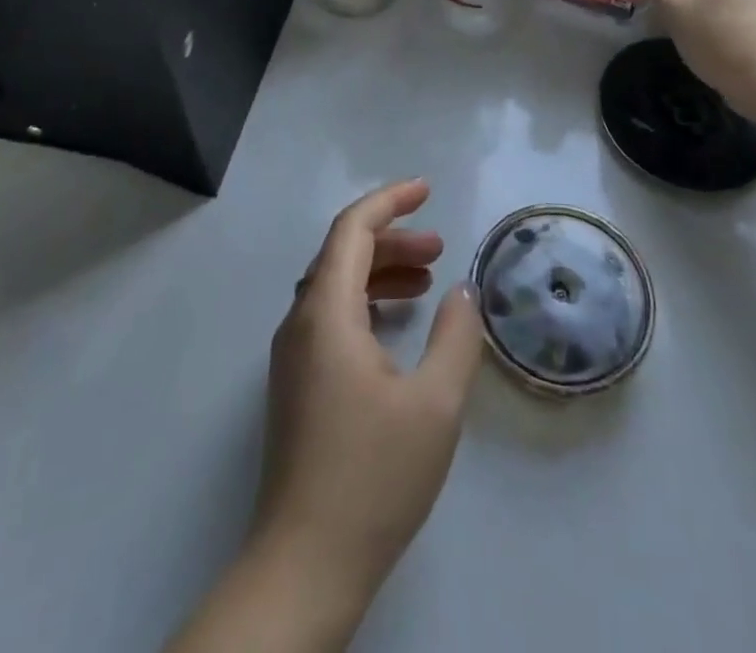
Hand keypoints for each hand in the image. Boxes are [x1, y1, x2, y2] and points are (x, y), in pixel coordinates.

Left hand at [251, 179, 483, 615]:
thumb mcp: (435, 404)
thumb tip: (462, 294)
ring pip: (336, 286)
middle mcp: (300, 323)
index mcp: (326, 313)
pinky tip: (397, 327)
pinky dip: (366, 303)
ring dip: (381, 272)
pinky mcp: (296, 385)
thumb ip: (455, 338)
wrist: (305, 566)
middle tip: (440, 248)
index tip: (428, 189)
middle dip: (393, 239)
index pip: (352, 229)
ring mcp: (293, 356)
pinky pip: (331, 317)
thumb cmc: (373, 476)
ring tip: (428, 282)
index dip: (390, 201)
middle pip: (343, 254)